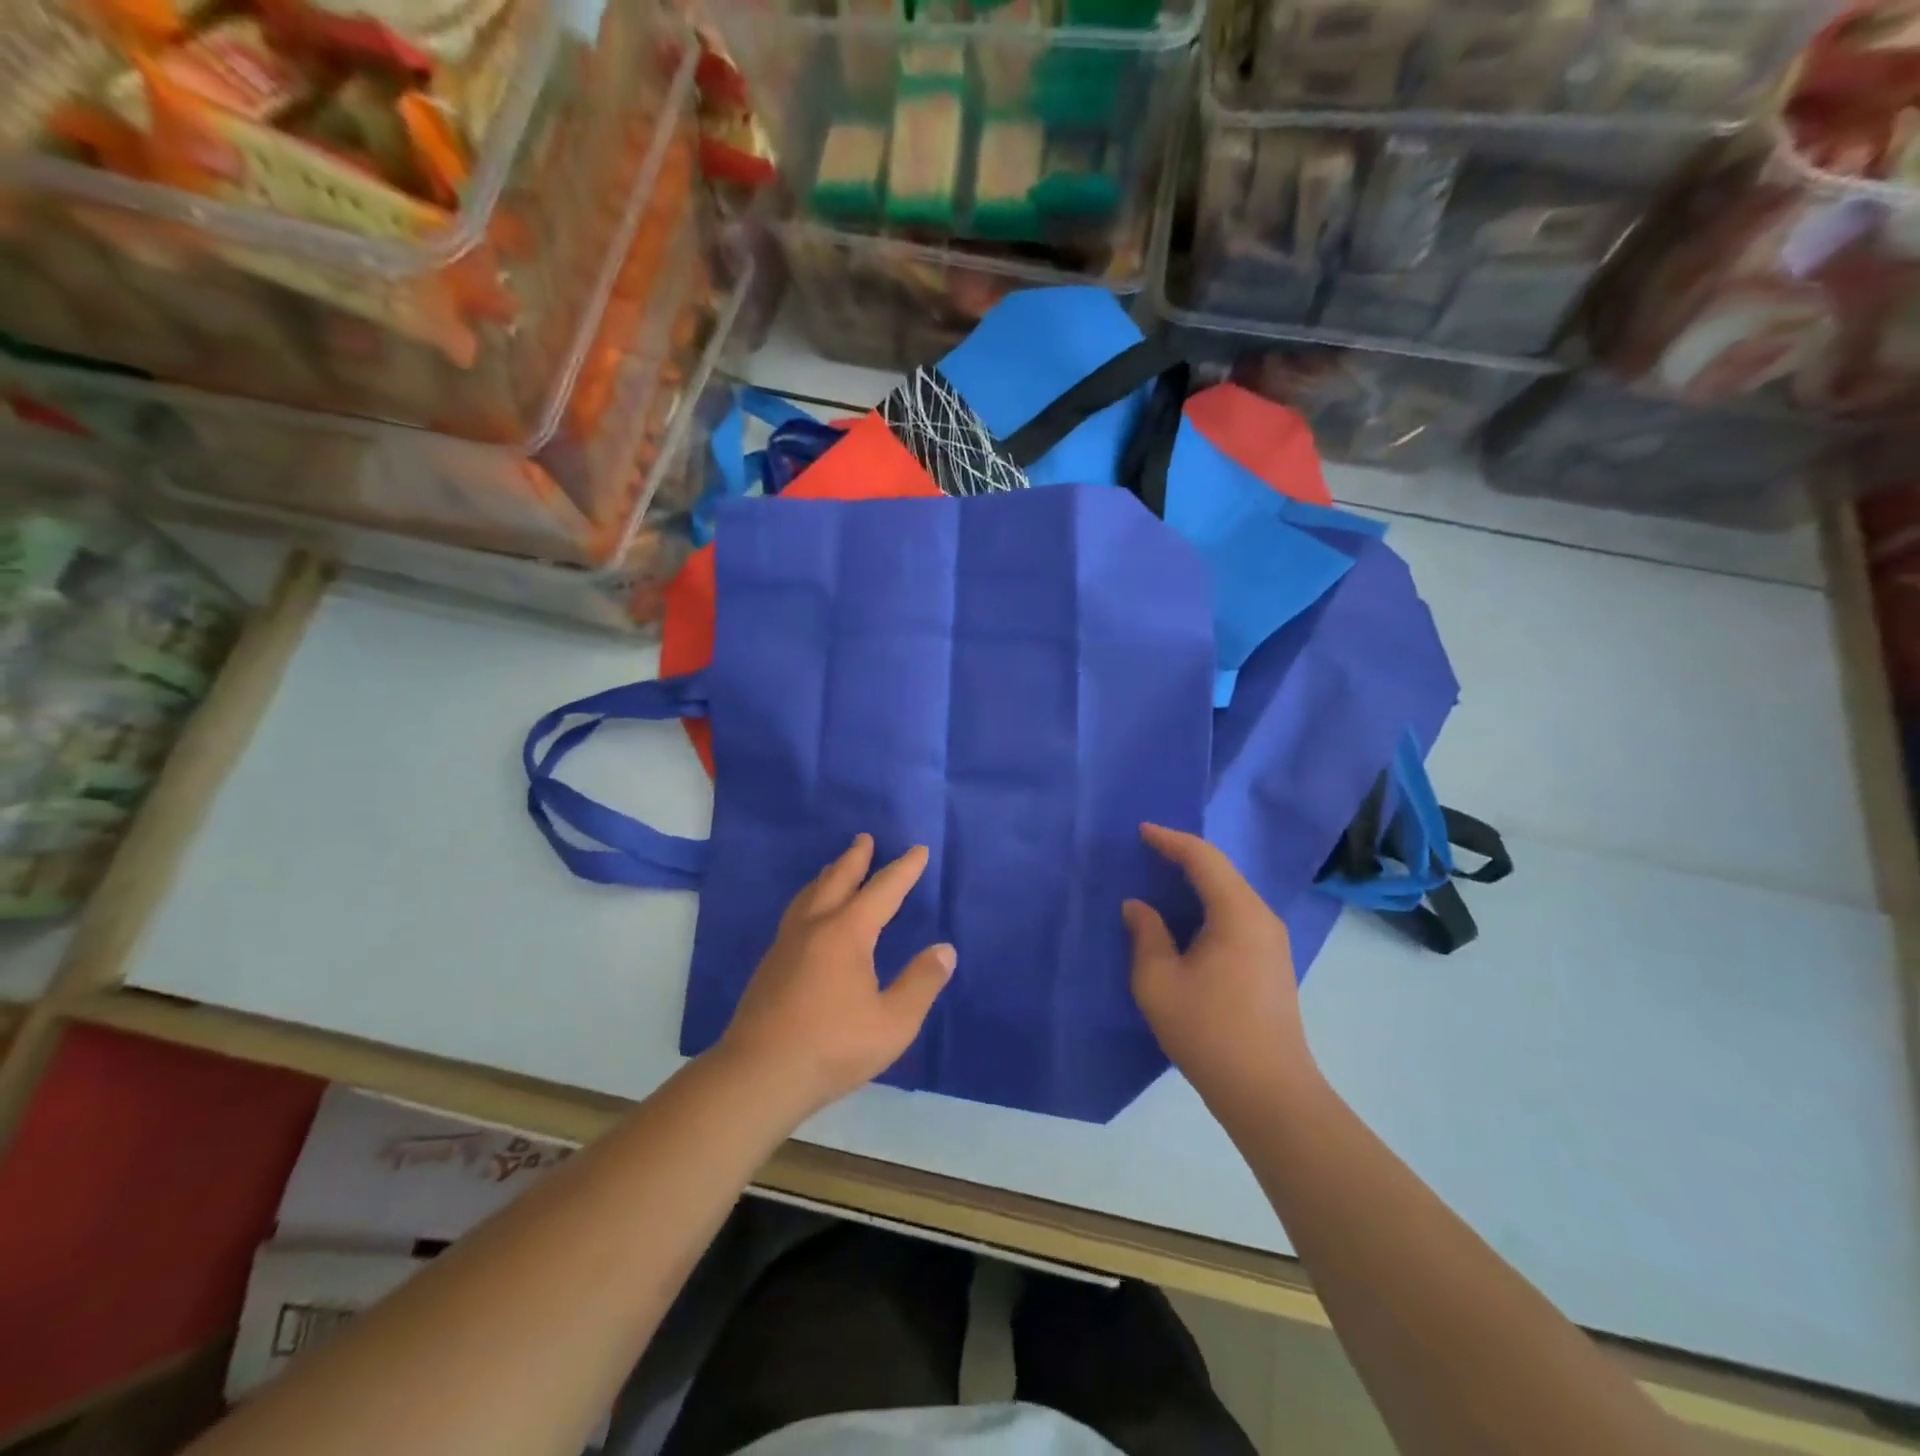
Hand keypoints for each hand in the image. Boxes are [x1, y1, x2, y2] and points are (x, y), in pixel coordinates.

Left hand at [716, 834, 955, 1118]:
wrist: (759, 1075)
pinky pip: (795, 914)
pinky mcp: (770, 965)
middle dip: (855, 858)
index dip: (903, 870)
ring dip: (828, 875)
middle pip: (837, 880)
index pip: (882, 891)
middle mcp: (814, 927)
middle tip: (865, 839)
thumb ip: (921, 983)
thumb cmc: (833, 1047)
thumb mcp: (893, 1022)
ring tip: (835, 867)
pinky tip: (809, 916)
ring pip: (809, 895)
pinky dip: (810, 899)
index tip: (918, 851)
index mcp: (847, 933)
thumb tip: (944, 950)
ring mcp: (786, 944)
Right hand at [1124, 824, 1314, 1107]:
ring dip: (1197, 881)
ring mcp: (1272, 941)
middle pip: (1221, 871)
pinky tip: (1187, 918)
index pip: (1203, 858)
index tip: (1140, 831)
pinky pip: (1237, 914)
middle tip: (1147, 851)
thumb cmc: (1209, 1032)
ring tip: (1161, 878)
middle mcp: (1261, 918)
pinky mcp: (1272, 962)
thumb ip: (1146, 935)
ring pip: (1231, 893)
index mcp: (1237, 914)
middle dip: (1183, 856)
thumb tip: (1138, 906)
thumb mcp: (1159, 982)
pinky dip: (1209, 904)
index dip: (1170, 840)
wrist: (1269, 1092)